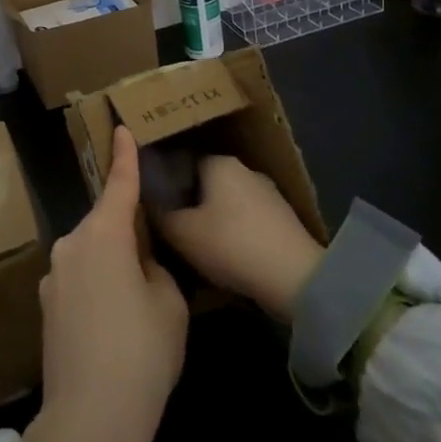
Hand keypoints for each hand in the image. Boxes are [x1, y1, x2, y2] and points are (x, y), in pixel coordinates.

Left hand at [28, 125, 188, 441]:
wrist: (90, 419)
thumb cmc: (141, 353)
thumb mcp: (169, 305)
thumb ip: (156, 269)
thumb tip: (140, 265)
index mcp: (104, 235)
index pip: (119, 185)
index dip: (124, 156)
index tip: (120, 127)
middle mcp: (71, 245)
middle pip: (105, 223)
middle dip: (128, 232)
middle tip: (155, 265)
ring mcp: (53, 275)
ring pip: (91, 253)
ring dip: (112, 263)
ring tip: (136, 305)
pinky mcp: (46, 305)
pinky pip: (79, 279)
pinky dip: (97, 287)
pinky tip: (112, 325)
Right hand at [158, 155, 323, 321]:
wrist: (296, 279)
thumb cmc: (231, 245)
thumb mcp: (181, 233)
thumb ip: (159, 214)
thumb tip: (144, 200)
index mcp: (218, 162)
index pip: (181, 162)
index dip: (164, 183)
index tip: (152, 204)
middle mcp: (244, 169)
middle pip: (204, 183)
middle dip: (188, 202)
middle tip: (170, 227)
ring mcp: (268, 193)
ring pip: (226, 202)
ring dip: (212, 219)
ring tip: (194, 245)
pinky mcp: (283, 220)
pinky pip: (246, 220)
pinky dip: (233, 233)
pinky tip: (224, 255)